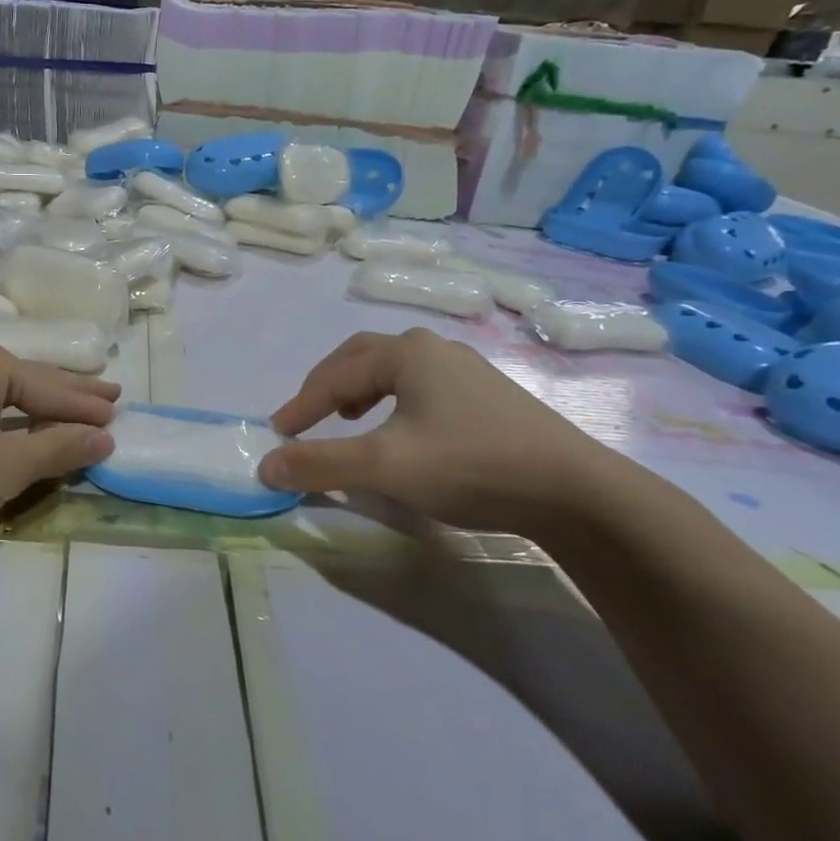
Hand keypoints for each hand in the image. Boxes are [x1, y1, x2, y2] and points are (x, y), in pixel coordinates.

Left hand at [0, 339, 117, 549]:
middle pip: (29, 376)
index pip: (52, 388)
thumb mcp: (5, 468)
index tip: (120, 416)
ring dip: (36, 398)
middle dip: (69, 391)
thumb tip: (103, 437)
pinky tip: (12, 412)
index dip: (87, 407)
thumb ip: (58, 449)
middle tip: (110, 393)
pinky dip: (4, 405)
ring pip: (1, 384)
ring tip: (70, 401)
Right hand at [260, 328, 634, 535]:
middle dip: (327, 386)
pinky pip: (421, 387)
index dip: (300, 407)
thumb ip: (319, 463)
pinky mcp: (488, 396)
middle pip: (362, 358)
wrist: (575, 491)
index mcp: (406, 352)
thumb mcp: (383, 466)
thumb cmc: (469, 465)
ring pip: (394, 371)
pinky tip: (402, 431)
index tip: (277, 437)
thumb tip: (265, 465)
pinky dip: (392, 402)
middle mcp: (434, 349)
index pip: (334, 376)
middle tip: (306, 418)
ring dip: (360, 390)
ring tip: (349, 419)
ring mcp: (466, 370)